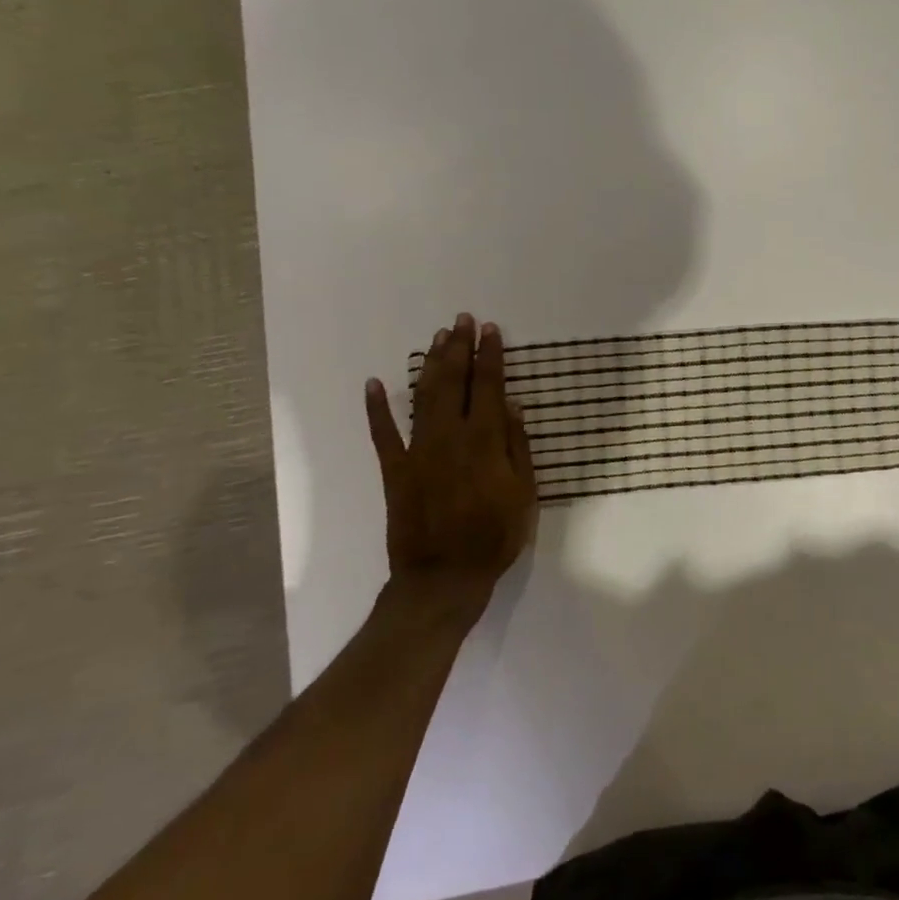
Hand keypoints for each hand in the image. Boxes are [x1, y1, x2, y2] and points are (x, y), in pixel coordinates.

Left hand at [365, 313, 537, 617]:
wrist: (443, 578)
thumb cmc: (494, 536)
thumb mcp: (524, 493)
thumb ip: (516, 446)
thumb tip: (510, 405)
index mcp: (484, 441)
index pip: (487, 386)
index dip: (490, 356)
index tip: (490, 330)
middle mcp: (448, 437)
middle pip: (452, 382)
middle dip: (459, 349)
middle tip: (461, 321)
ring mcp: (417, 452)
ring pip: (422, 397)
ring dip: (430, 365)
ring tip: (438, 339)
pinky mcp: (394, 470)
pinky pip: (383, 434)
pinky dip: (376, 408)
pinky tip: (375, 383)